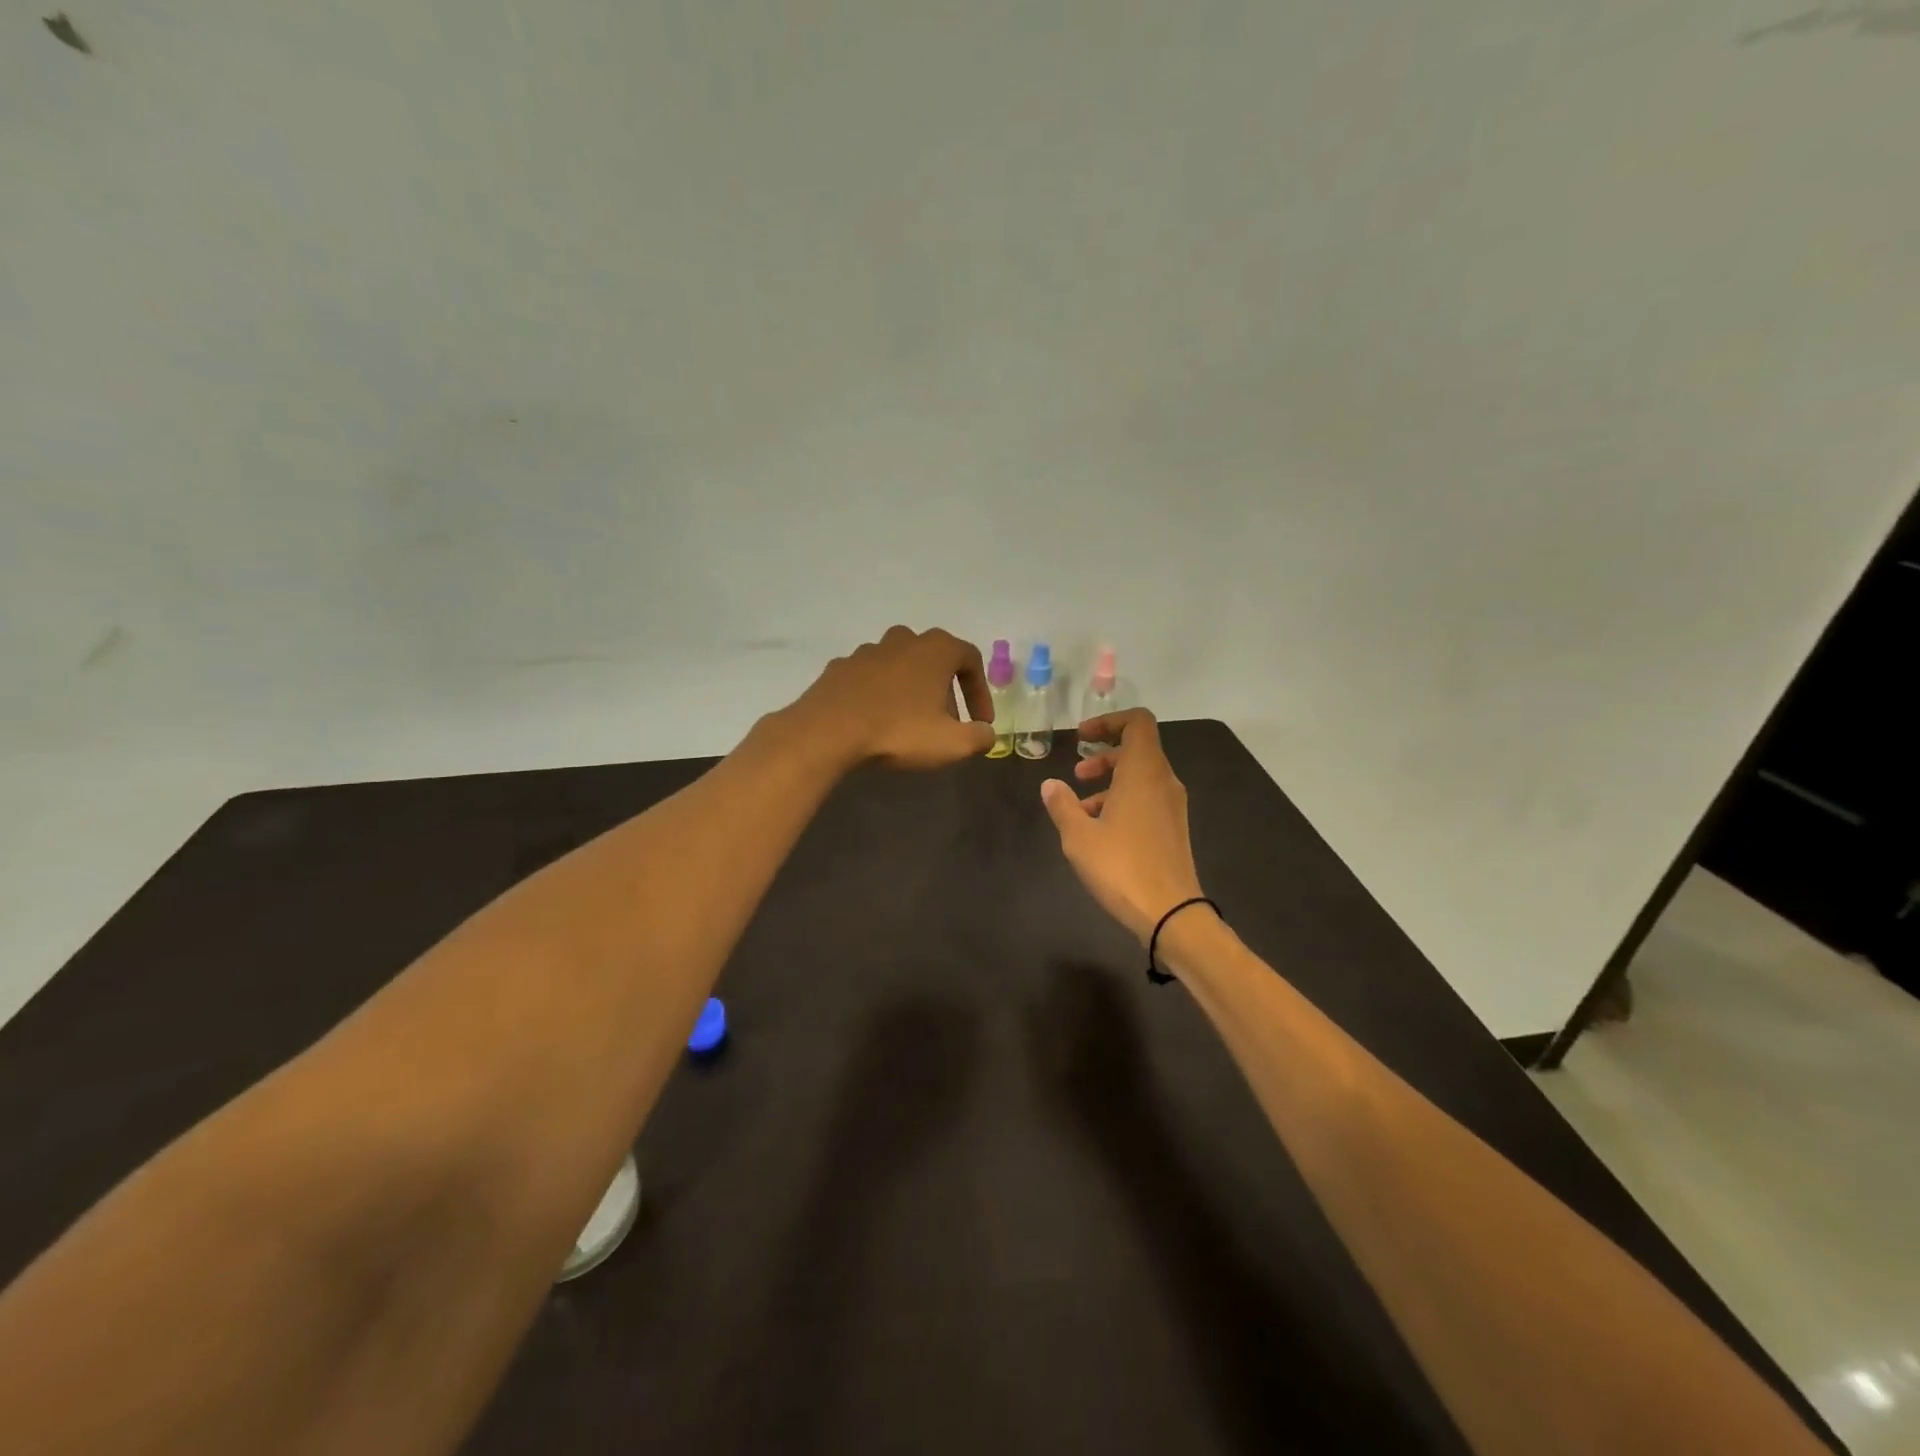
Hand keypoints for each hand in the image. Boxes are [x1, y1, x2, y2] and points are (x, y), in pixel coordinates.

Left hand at [789, 626, 993, 768]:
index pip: (971, 660)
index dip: (980, 692)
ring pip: (902, 666)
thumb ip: (980, 737)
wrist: (827, 731)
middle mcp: (903, 640)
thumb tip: (987, 734)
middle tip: (947, 723)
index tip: (980, 722)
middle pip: (936, 660)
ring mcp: (868, 651)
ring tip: (912, 722)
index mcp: (935, 649)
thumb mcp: (952, 743)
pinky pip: (871, 678)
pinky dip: (881, 694)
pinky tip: (878, 720)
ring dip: (913, 690)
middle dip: (946, 690)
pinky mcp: (840, 667)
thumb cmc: (898, 731)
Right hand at [1040, 709, 1205, 944]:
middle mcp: (1163, 781)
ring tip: (1080, 810)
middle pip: (1137, 749)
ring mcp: (1172, 806)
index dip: (1109, 721)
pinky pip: (1147, 800)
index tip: (1082, 737)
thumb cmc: (1121, 866)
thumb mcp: (1078, 836)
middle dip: (1104, 756)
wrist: (1170, 913)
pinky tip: (1099, 832)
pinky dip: (1122, 802)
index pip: (1137, 722)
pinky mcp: (1173, 828)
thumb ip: (1062, 805)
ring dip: (1110, 782)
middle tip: (1077, 775)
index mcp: (1144, 771)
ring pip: (1140, 777)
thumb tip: (1051, 785)